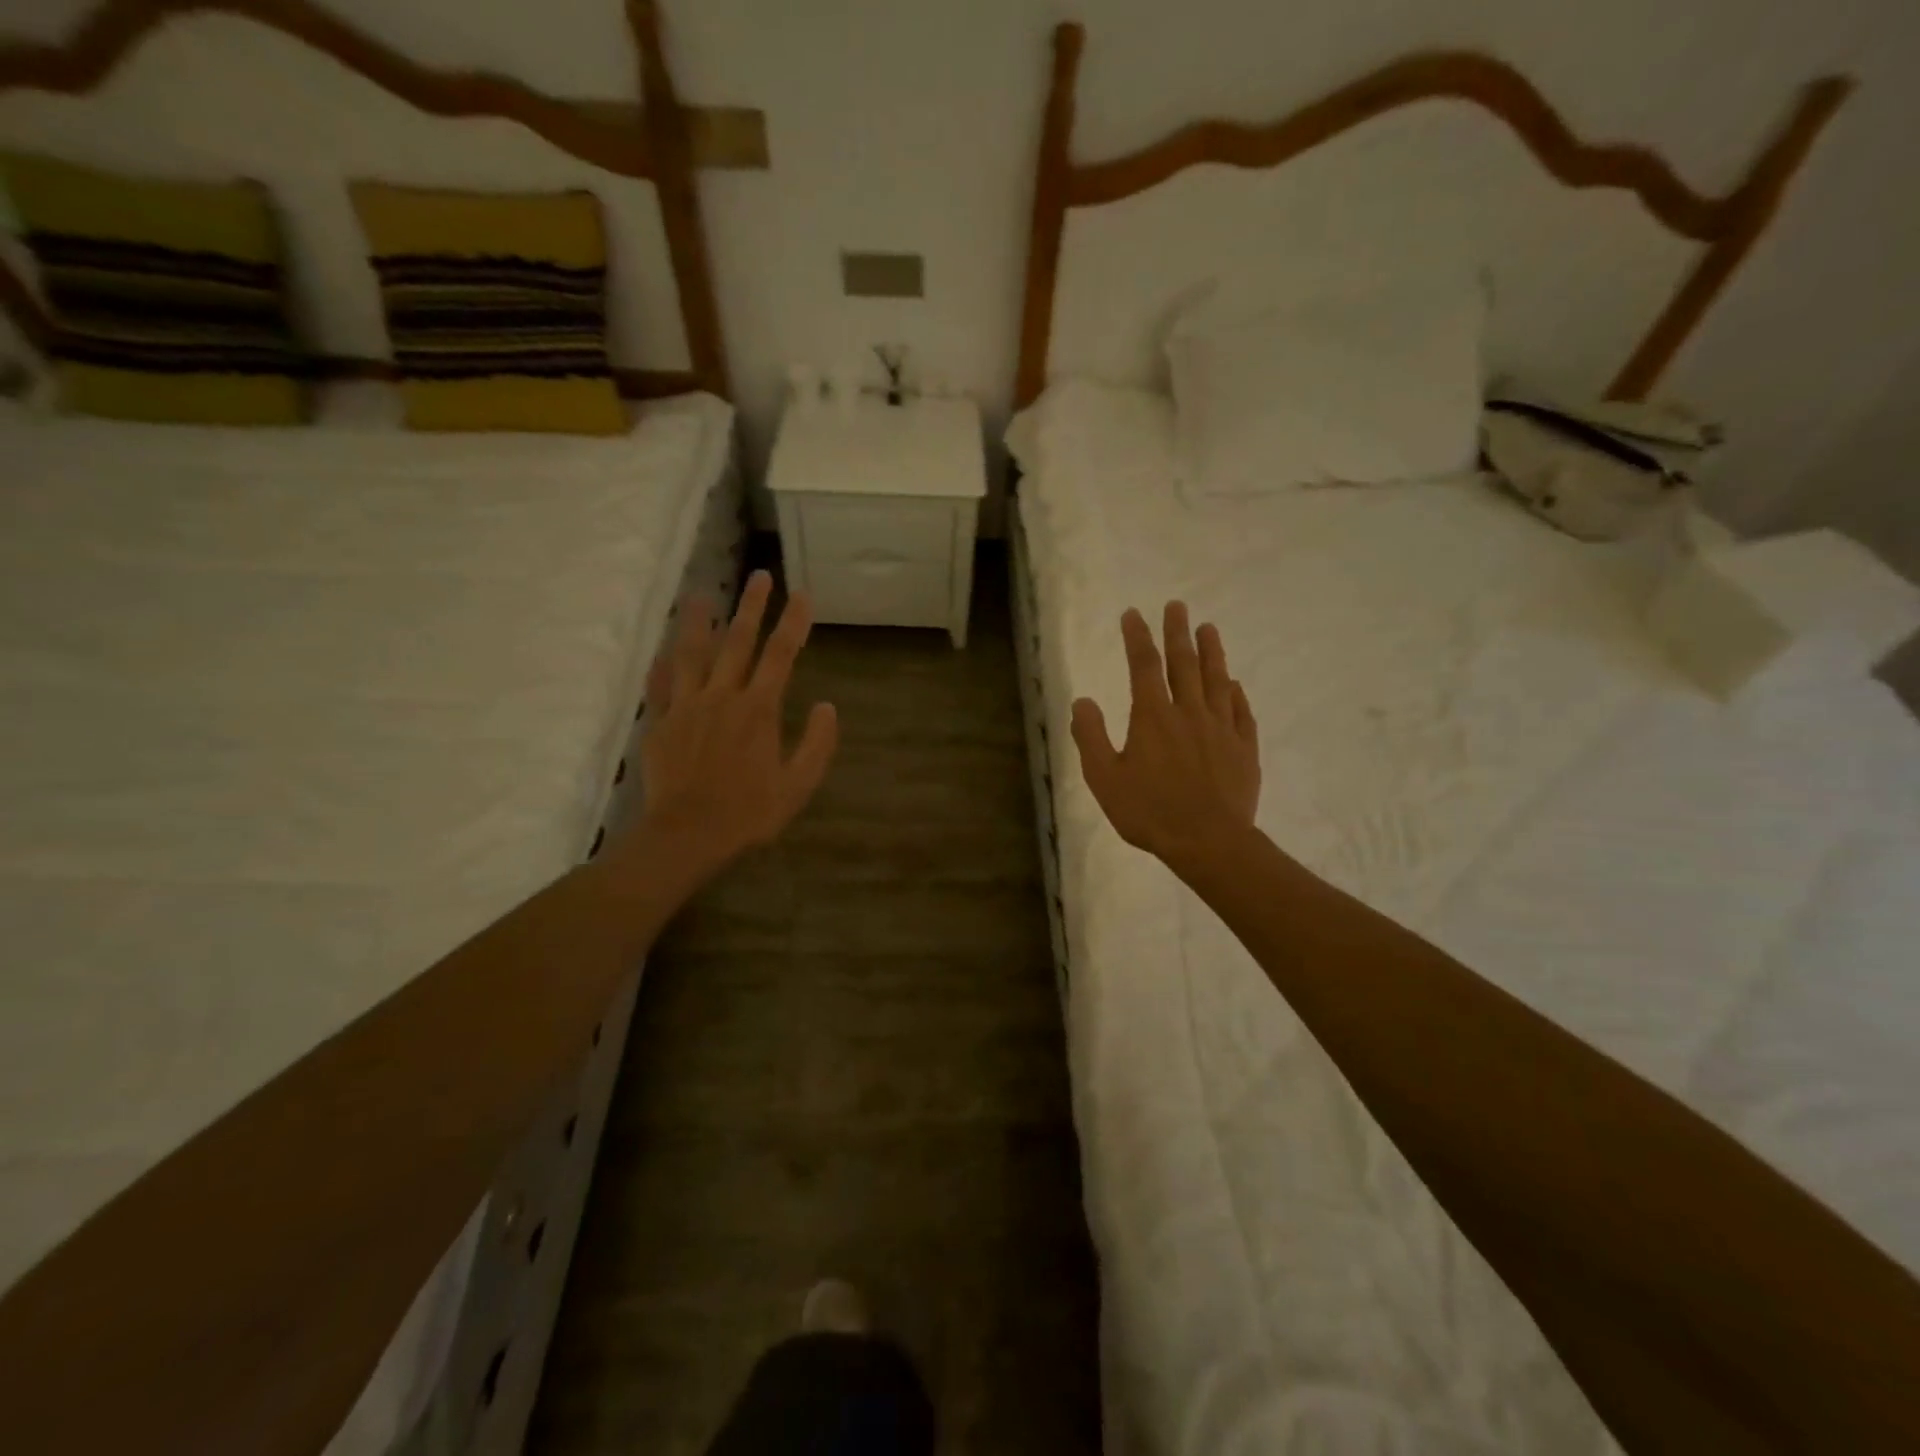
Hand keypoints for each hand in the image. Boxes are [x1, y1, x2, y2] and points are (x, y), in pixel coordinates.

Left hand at [624, 571, 837, 887]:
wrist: (688, 834)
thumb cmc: (750, 812)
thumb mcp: (798, 785)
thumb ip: (817, 744)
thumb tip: (828, 707)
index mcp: (759, 709)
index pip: (781, 655)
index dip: (793, 622)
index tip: (801, 594)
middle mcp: (722, 697)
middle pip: (738, 642)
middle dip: (751, 606)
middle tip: (758, 576)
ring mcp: (687, 707)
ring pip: (692, 654)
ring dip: (699, 622)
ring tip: (702, 594)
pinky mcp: (661, 723)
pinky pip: (660, 686)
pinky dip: (662, 666)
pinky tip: (662, 650)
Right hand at [1070, 602, 1259, 875]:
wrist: (1209, 842)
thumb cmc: (1149, 811)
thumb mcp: (1104, 778)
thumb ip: (1091, 737)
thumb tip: (1082, 701)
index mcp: (1153, 717)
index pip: (1144, 666)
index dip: (1138, 637)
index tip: (1133, 614)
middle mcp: (1189, 713)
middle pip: (1184, 663)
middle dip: (1178, 632)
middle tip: (1178, 606)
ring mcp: (1221, 729)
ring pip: (1217, 681)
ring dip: (1212, 652)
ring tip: (1209, 628)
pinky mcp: (1244, 749)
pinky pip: (1241, 712)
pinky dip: (1236, 694)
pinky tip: (1235, 685)